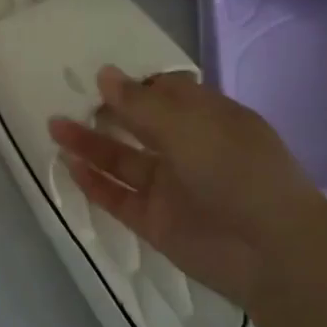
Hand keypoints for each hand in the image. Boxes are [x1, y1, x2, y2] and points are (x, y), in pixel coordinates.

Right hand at [50, 69, 326, 308]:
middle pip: (139, 125)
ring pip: (123, 160)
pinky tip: (69, 165)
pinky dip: (94, 182)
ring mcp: (171, 188)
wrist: (272, 252)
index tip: (98, 76)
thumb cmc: (235, 170)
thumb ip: (139, 103)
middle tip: (68, 97)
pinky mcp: (156, 221)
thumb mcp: (186, 125)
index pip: (167, 93)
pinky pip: (118, 197)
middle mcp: (189, 150)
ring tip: (54, 126)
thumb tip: (104, 74)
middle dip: (106, 111)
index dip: (134, 84)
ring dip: (90, 144)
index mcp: (208, 120)